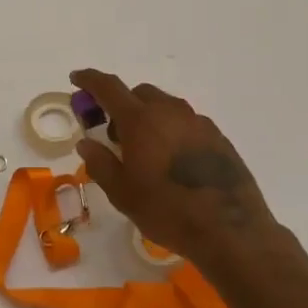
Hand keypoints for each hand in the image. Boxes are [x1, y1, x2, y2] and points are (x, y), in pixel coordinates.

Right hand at [70, 69, 277, 268]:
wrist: (230, 229)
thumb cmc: (167, 210)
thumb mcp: (122, 193)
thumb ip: (100, 163)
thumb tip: (86, 143)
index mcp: (141, 120)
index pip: (109, 87)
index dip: (89, 80)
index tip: (76, 78)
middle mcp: (170, 112)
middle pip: (139, 93)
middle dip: (122, 105)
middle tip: (114, 135)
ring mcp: (198, 122)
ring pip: (165, 106)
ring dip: (149, 117)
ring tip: (145, 151)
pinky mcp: (218, 137)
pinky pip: (186, 123)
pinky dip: (171, 130)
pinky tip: (173, 161)